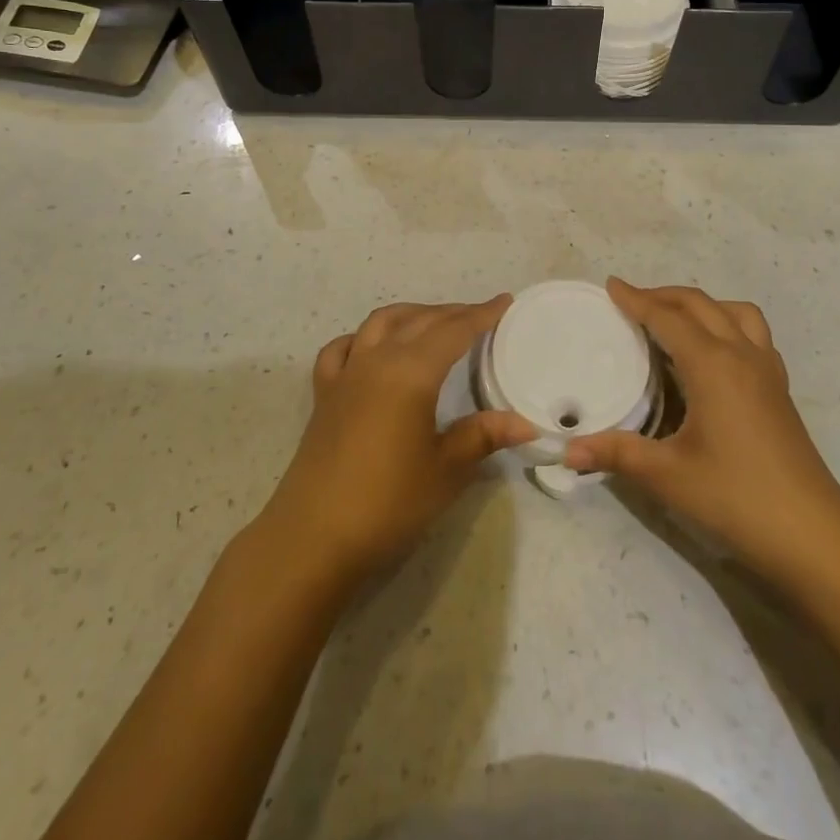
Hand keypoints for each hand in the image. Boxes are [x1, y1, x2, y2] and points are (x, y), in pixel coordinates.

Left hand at [256, 297, 535, 590]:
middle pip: (420, 321)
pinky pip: (343, 348)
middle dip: (453, 313)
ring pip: (381, 323)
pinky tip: (372, 348)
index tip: (504, 301)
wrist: (313, 537)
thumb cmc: (388, 502)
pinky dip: (363, 337)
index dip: (481, 315)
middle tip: (481, 315)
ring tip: (434, 322)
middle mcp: (377, 360)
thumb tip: (526, 424)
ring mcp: (346, 374)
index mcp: (411, 372)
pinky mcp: (324, 394)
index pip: (454, 331)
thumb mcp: (446, 470)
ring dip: (412, 314)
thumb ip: (483, 436)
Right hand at [565, 279, 839, 590]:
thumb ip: (617, 454)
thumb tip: (568, 450)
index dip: (637, 300)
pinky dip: (727, 325)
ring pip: (735, 312)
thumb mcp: (668, 476)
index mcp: (712, 364)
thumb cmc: (736, 498)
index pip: (667, 318)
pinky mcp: (780, 389)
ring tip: (674, 320)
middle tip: (631, 301)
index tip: (611, 285)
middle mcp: (742, 354)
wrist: (813, 534)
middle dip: (664, 295)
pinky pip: (753, 334)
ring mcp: (767, 370)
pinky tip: (714, 354)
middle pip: (700, 305)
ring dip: (701, 305)